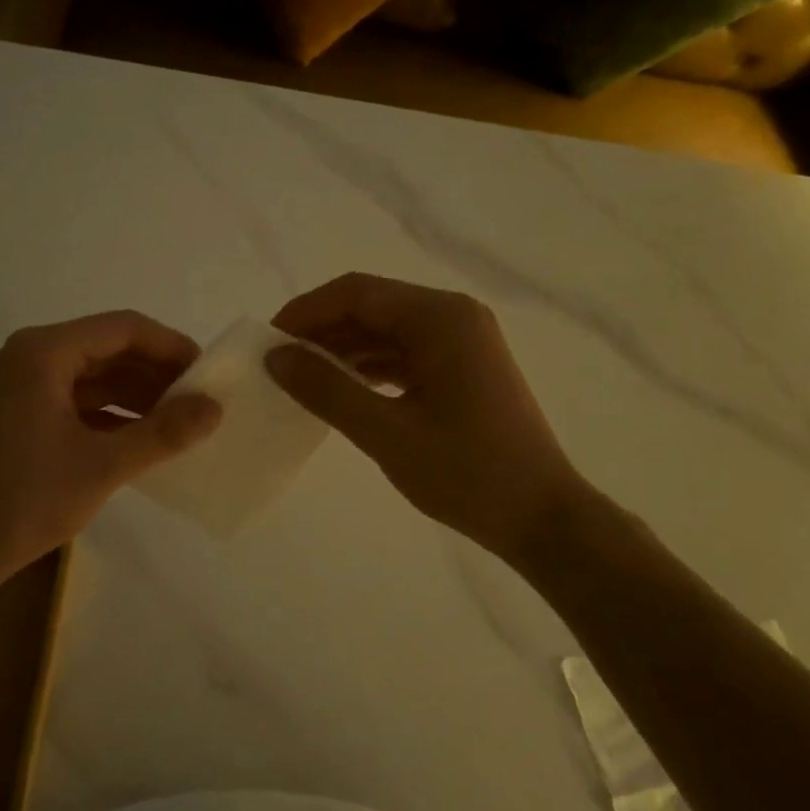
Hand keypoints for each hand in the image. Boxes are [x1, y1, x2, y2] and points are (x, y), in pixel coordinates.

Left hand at [0, 311, 220, 592]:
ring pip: (93, 377)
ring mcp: (20, 388)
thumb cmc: (26, 500)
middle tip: (199, 401)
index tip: (208, 374)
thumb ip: (163, 432)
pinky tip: (142, 439)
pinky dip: (111, 415)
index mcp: (44, 352)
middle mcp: (29, 358)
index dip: (171, 347)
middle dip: (156, 373)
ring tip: (179, 422)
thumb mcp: (103, 465)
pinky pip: (76, 402)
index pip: (123, 329)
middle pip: (108, 349)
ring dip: (136, 396)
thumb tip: (215, 407)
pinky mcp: (18, 417)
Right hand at [265, 273, 595, 561]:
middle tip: (278, 365)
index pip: (356, 293)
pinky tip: (342, 391)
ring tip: (301, 381)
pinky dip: (369, 368)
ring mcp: (462, 341)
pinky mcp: (463, 367)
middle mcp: (453, 316)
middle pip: (371, 307)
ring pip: (386, 331)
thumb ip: (327, 390)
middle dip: (321, 332)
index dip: (306, 312)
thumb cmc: (467, 473)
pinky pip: (404, 353)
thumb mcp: (386, 433)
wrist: (541, 517)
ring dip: (343, 351)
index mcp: (440, 318)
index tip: (267, 342)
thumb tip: (275, 357)